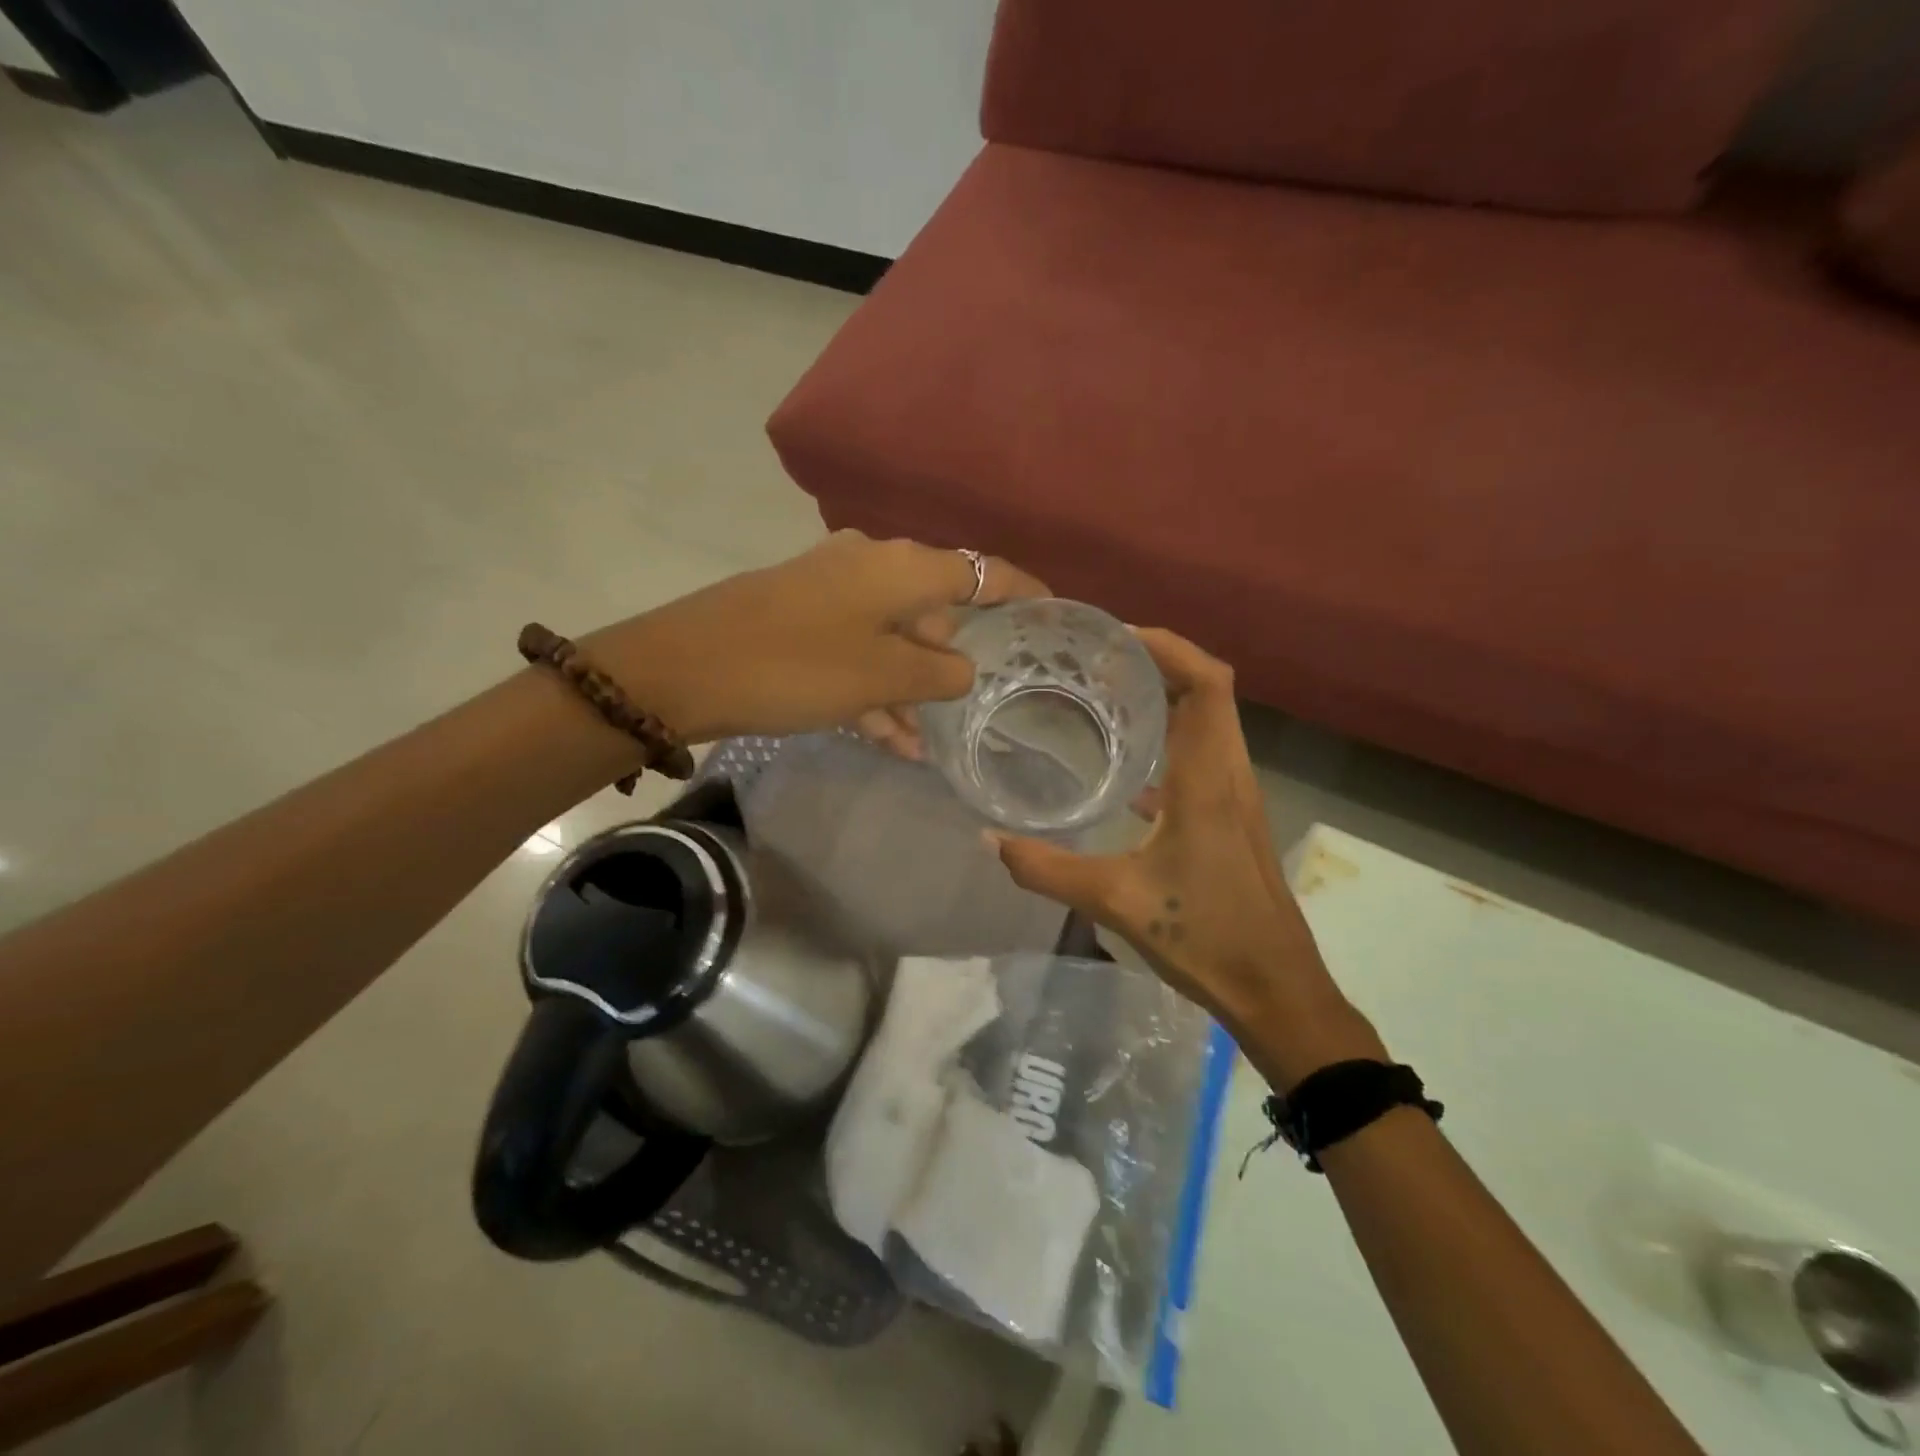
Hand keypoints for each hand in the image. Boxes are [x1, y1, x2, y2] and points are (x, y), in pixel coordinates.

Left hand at [583, 533, 1044, 744]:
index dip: (1022, 591)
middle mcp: (871, 565)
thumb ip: (938, 672)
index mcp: (902, 566)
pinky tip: (889, 738)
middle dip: (952, 660)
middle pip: (934, 608)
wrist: (683, 668)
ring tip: (924, 742)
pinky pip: (856, 651)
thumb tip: (962, 667)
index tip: (1052, 612)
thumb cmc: (798, 664)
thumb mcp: (883, 675)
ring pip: (892, 638)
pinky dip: (874, 688)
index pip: (982, 571)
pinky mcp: (801, 617)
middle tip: (970, 706)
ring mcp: (832, 590)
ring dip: (909, 687)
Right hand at [989, 630, 1381, 1085]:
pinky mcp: (1234, 820)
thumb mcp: (1115, 901)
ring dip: (1169, 698)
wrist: (1277, 990)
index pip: (1207, 684)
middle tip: (1099, 660)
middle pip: (1210, 692)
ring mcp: (1237, 798)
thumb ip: (1047, 869)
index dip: (1170, 646)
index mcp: (1208, 780)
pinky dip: (1172, 740)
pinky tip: (1128, 768)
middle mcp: (1230, 775)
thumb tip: (989, 840)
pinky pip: (1205, 757)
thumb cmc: (1205, 937)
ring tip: (1109, 696)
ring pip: (1211, 723)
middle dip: (1161, 662)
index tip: (1117, 636)